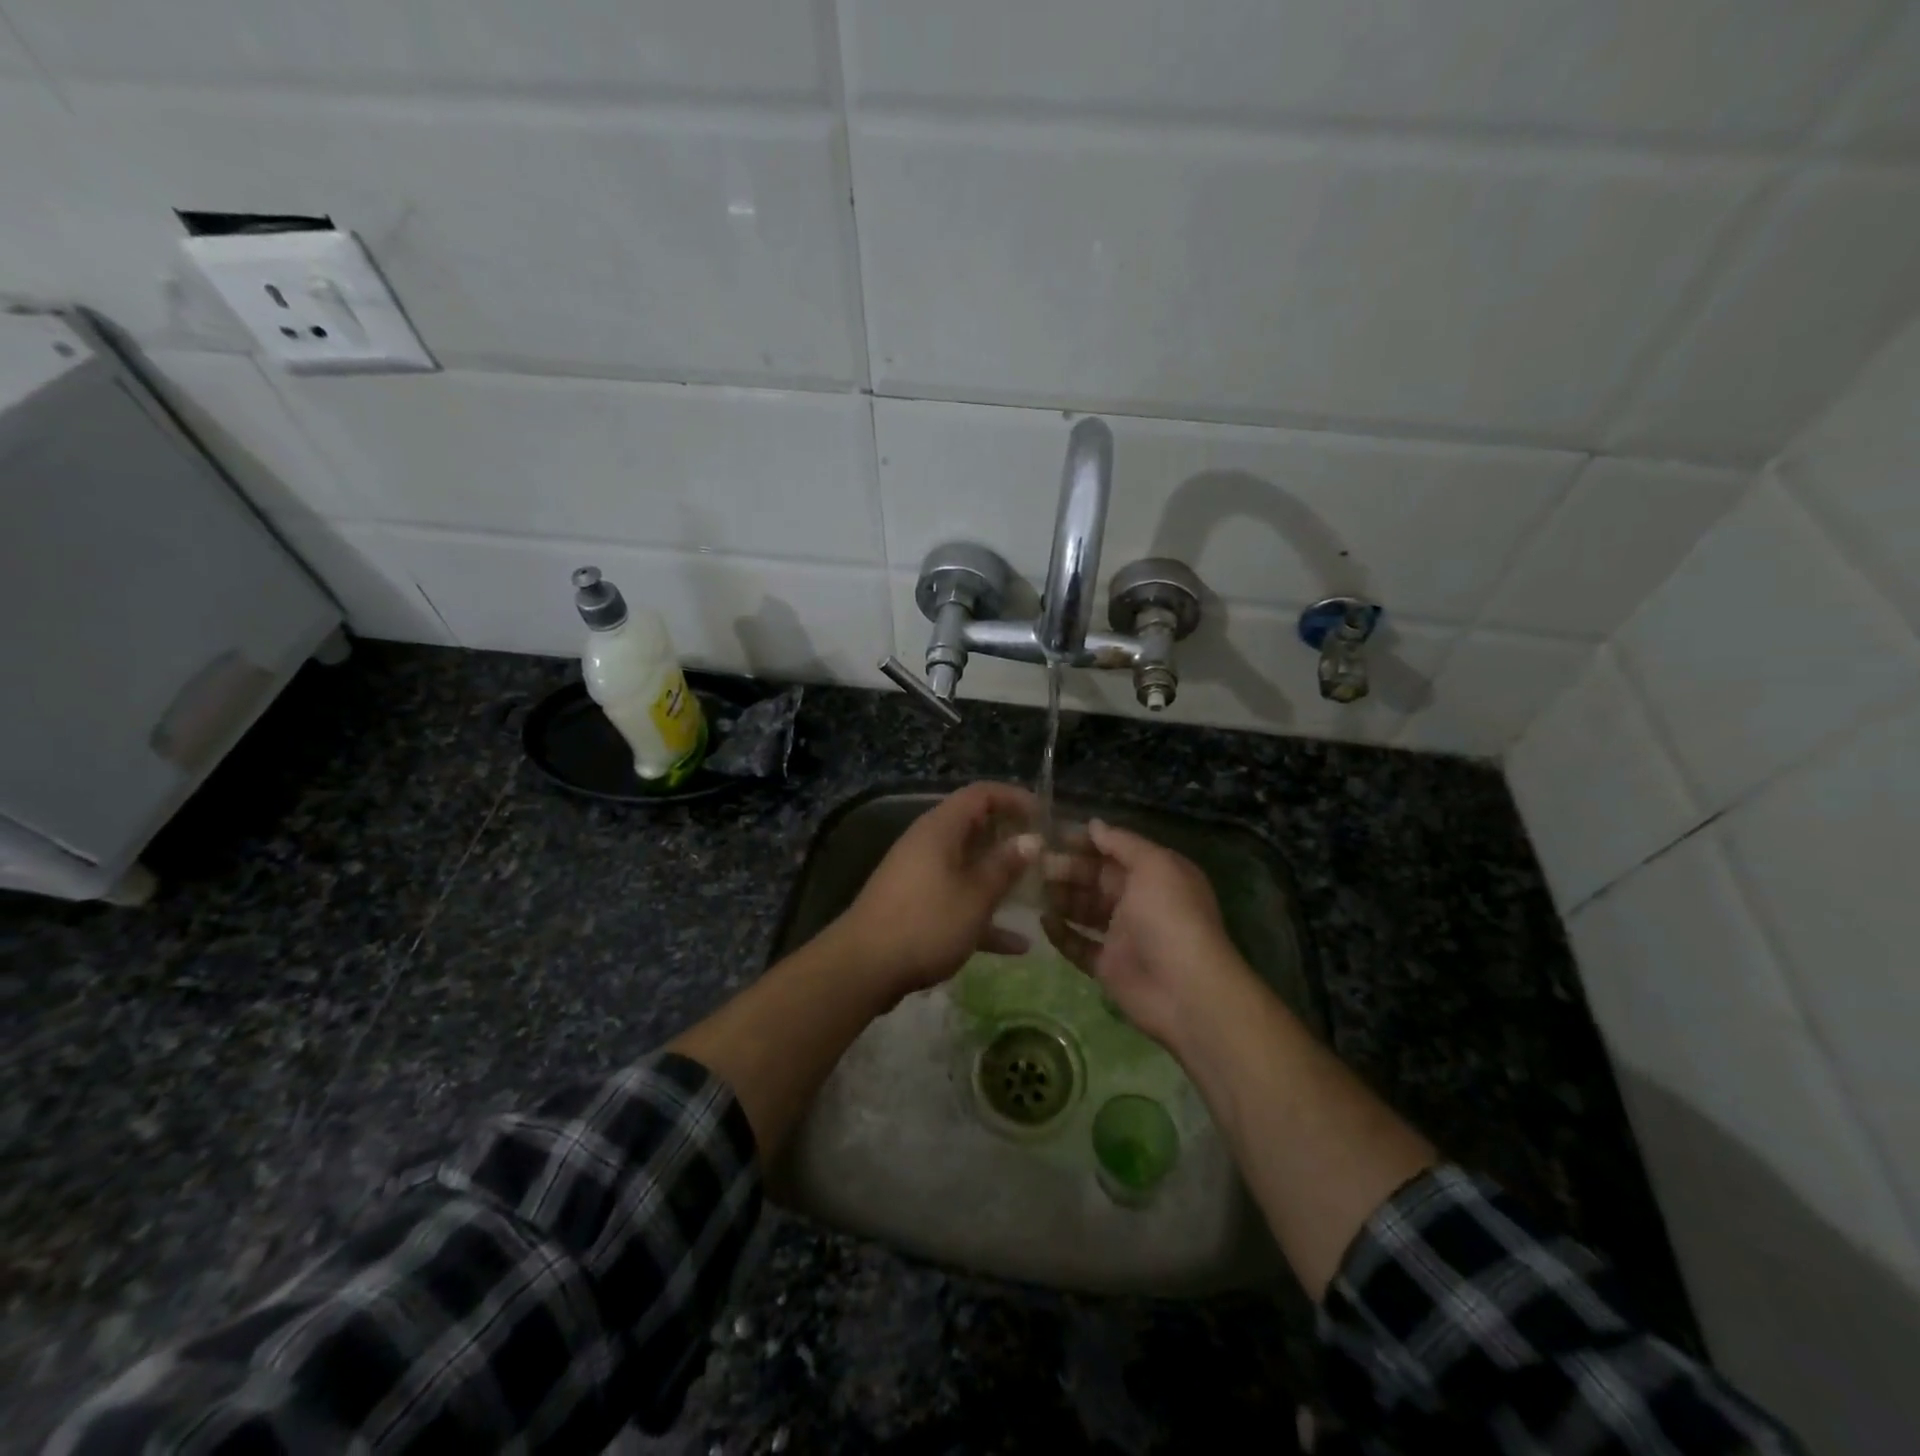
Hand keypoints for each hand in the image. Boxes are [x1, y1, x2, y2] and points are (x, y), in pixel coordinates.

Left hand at [828, 782, 1037, 1001]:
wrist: (863, 968)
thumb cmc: (926, 923)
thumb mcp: (975, 895)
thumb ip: (1005, 866)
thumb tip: (1032, 839)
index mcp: (940, 829)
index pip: (981, 794)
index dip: (1014, 798)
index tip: (1046, 816)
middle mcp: (929, 844)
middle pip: (975, 828)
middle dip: (1011, 839)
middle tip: (1047, 855)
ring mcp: (920, 875)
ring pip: (968, 865)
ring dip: (1000, 877)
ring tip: (1037, 892)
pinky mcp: (916, 906)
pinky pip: (957, 899)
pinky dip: (983, 913)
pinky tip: (1017, 945)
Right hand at [1040, 819, 1248, 1049]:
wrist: (1184, 990)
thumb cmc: (1170, 916)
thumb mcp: (1153, 866)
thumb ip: (1122, 843)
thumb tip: (1093, 824)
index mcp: (1156, 874)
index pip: (1116, 851)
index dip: (1086, 843)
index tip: (1052, 836)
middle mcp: (1140, 901)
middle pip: (1097, 879)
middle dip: (1067, 869)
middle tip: (1034, 864)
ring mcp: (1123, 936)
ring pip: (1085, 910)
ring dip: (1060, 898)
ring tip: (1031, 888)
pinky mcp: (1108, 966)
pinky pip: (1079, 945)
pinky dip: (1061, 934)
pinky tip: (1042, 922)